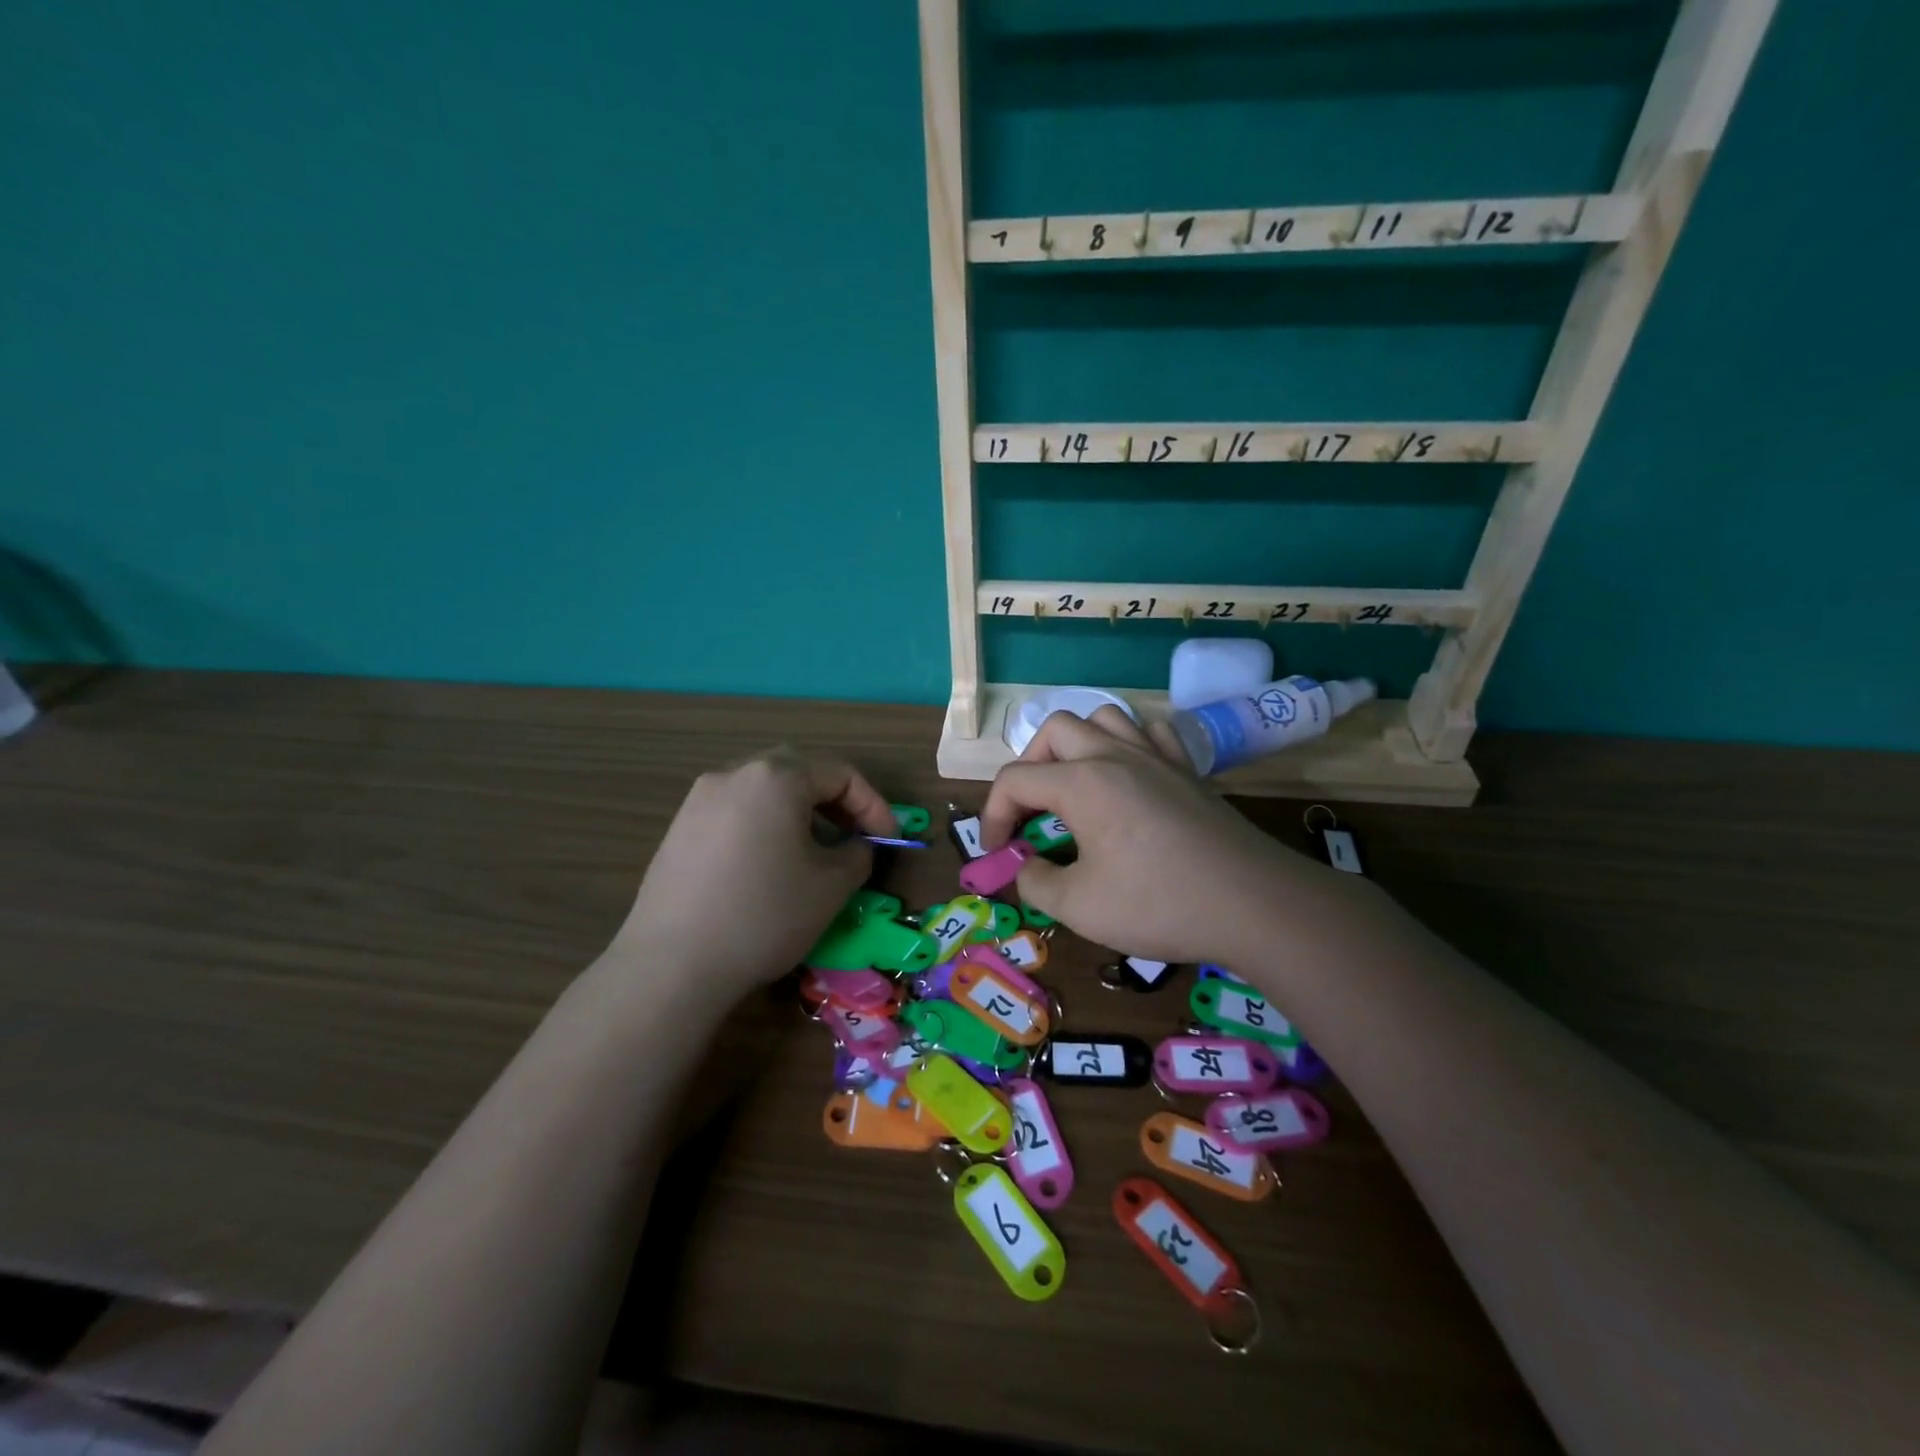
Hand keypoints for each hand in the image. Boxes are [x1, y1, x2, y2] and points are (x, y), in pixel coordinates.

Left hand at [611, 748, 896, 998]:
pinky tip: (767, 866)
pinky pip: (735, 813)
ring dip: (797, 812)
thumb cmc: (766, 914)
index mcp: (776, 777)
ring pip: (763, 791)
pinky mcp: (678, 829)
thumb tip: (855, 846)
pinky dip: (763, 826)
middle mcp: (734, 774)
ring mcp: (699, 800)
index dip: (873, 805)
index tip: (889, 839)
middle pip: (798, 772)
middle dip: (834, 802)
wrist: (673, 963)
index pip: (840, 774)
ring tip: (812, 852)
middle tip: (853, 836)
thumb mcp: (832, 886)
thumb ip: (857, 854)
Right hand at [982, 709, 1341, 964]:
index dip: (993, 815)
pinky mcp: (1188, 769)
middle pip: (1054, 730)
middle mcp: (1114, 755)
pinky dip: (1128, 744)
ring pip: (1103, 717)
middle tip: (1032, 811)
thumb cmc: (1159, 903)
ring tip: (1075, 785)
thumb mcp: (1079, 907)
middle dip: (1029, 766)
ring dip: (1076, 744)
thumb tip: (1023, 865)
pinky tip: (1130, 776)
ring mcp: (1156, 756)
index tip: (999, 853)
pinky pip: (1151, 731)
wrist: (1253, 903)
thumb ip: (1035, 881)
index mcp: (1081, 782)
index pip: (1015, 780)